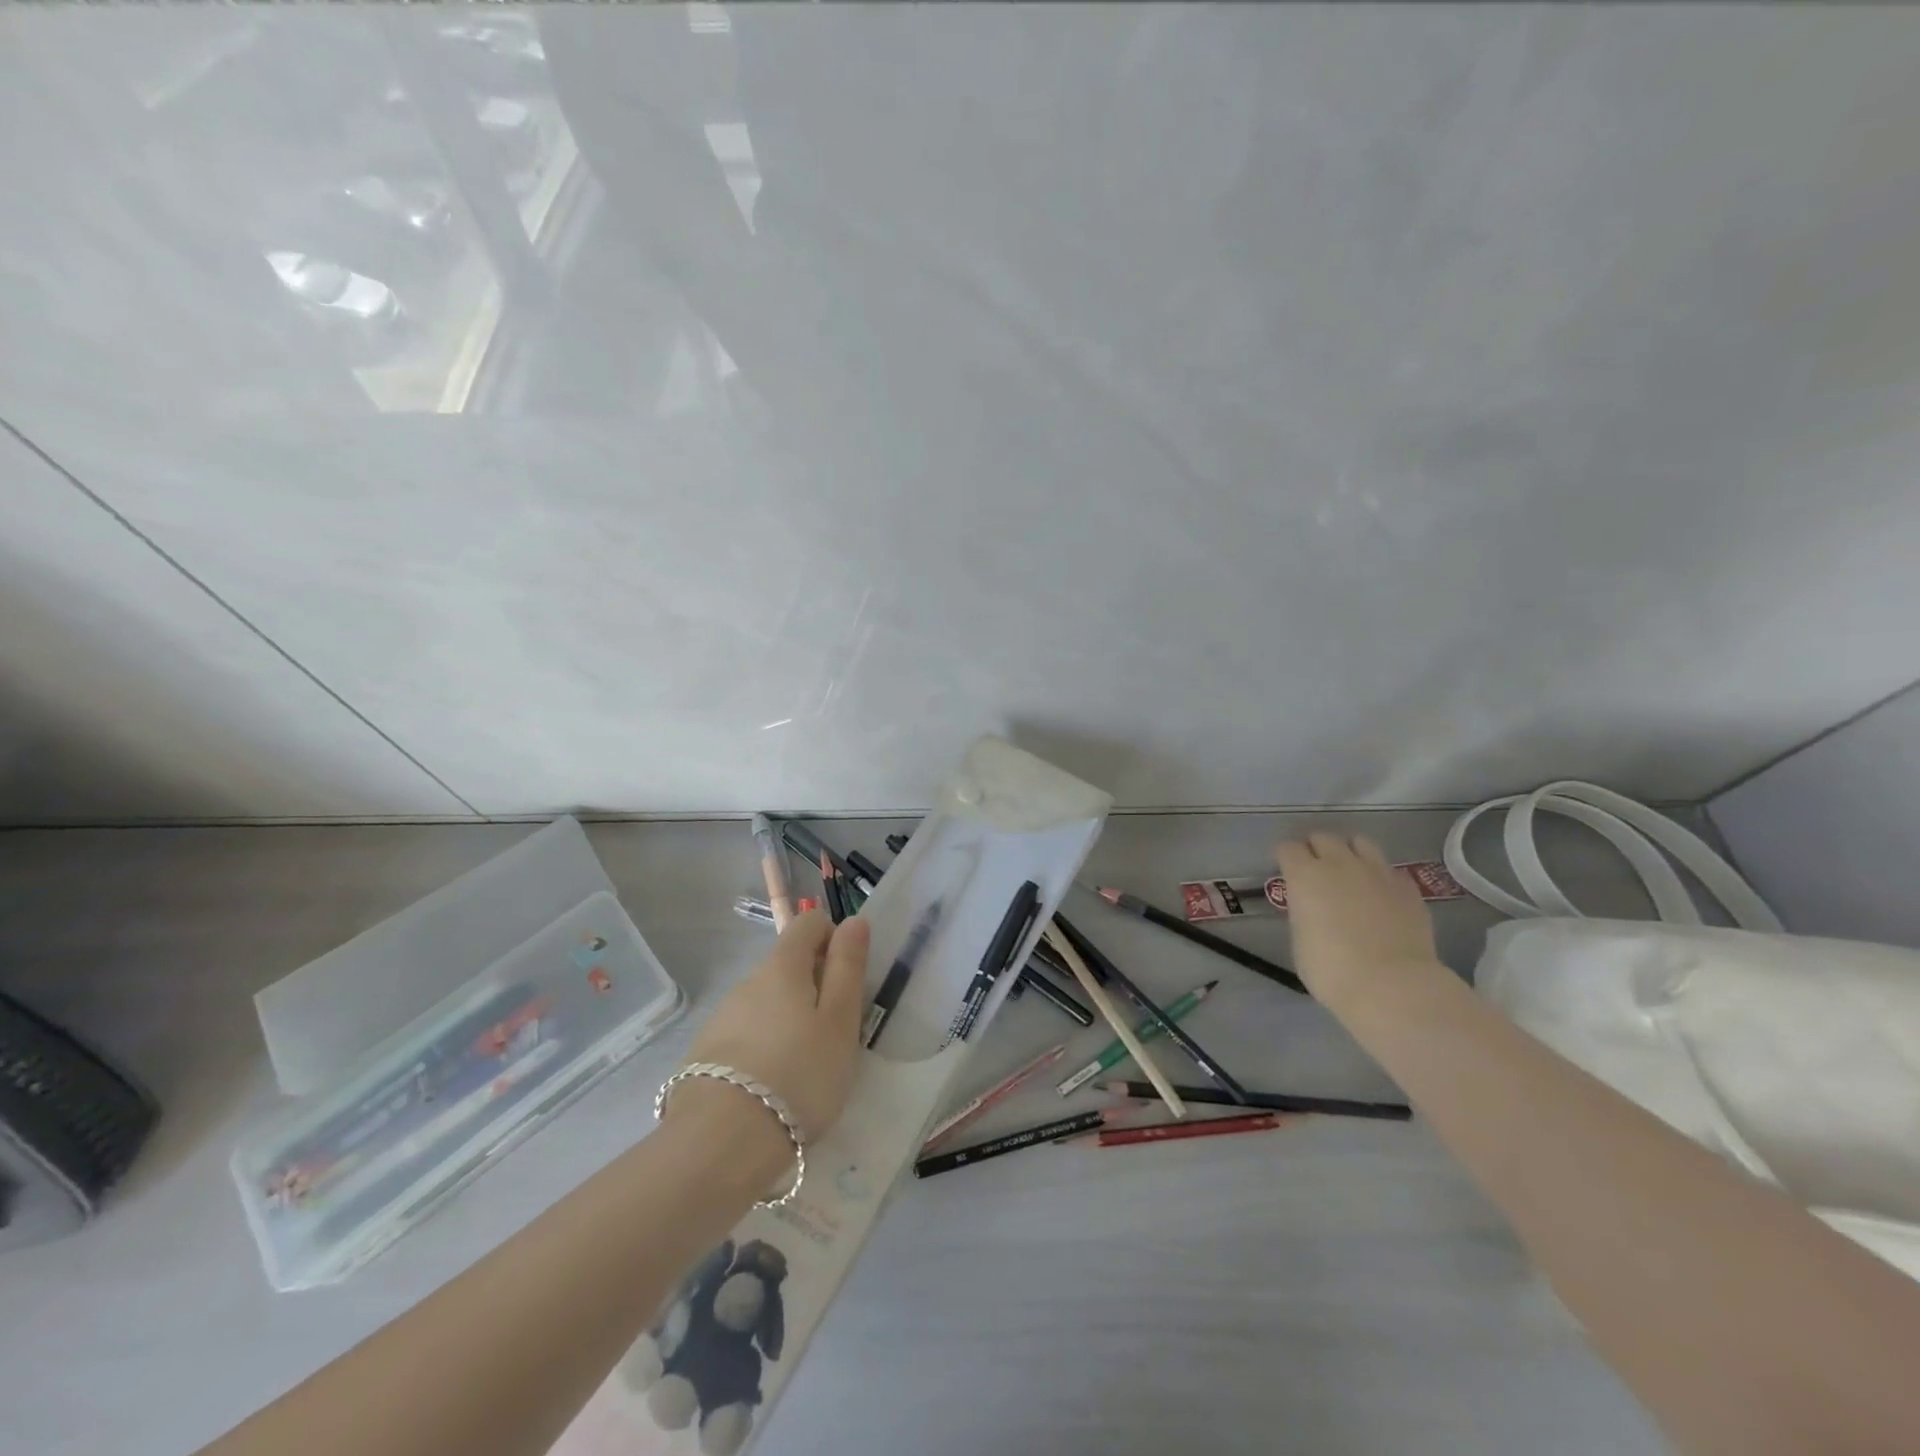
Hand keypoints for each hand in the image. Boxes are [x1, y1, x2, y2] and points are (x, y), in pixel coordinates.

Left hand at [676, 910, 869, 1143]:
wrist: (720, 1143)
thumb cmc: (798, 1074)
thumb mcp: (840, 1022)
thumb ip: (848, 967)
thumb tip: (854, 920)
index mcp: (783, 966)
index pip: (808, 923)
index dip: (833, 938)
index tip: (848, 980)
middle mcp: (748, 981)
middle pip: (788, 965)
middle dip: (815, 987)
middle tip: (834, 1035)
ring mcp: (723, 1017)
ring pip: (767, 1002)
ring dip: (789, 1019)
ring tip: (804, 1069)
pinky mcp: (706, 1053)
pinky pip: (747, 1034)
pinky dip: (765, 1046)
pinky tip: (772, 1087)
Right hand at [1277, 833, 1439, 1004]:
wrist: (1392, 986)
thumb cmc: (1332, 970)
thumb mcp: (1300, 940)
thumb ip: (1303, 912)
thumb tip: (1312, 907)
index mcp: (1305, 876)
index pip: (1288, 848)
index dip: (1285, 859)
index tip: (1286, 873)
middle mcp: (1340, 864)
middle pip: (1323, 837)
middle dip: (1315, 850)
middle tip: (1316, 871)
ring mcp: (1378, 872)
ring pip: (1360, 842)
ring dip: (1350, 853)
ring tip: (1350, 873)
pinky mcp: (1408, 887)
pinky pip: (1389, 869)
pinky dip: (1380, 877)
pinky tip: (1380, 895)